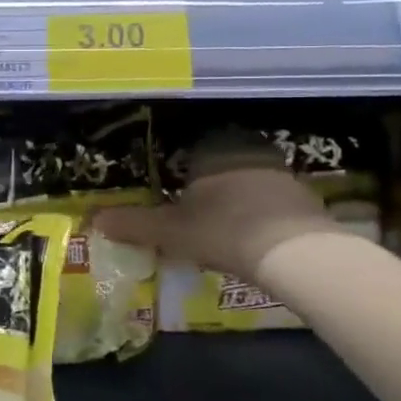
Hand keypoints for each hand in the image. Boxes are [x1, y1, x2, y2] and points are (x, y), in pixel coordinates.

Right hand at [95, 136, 341, 281]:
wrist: (295, 252)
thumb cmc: (223, 230)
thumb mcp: (170, 232)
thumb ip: (134, 225)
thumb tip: (95, 220)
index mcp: (211, 150)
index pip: (190, 147)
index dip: (178, 167)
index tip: (172, 189)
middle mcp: (246, 151)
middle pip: (220, 162)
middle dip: (208, 181)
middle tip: (193, 207)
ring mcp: (280, 173)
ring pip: (248, 178)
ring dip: (236, 196)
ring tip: (222, 223)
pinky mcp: (305, 197)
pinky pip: (272, 199)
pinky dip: (260, 212)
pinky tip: (253, 234)